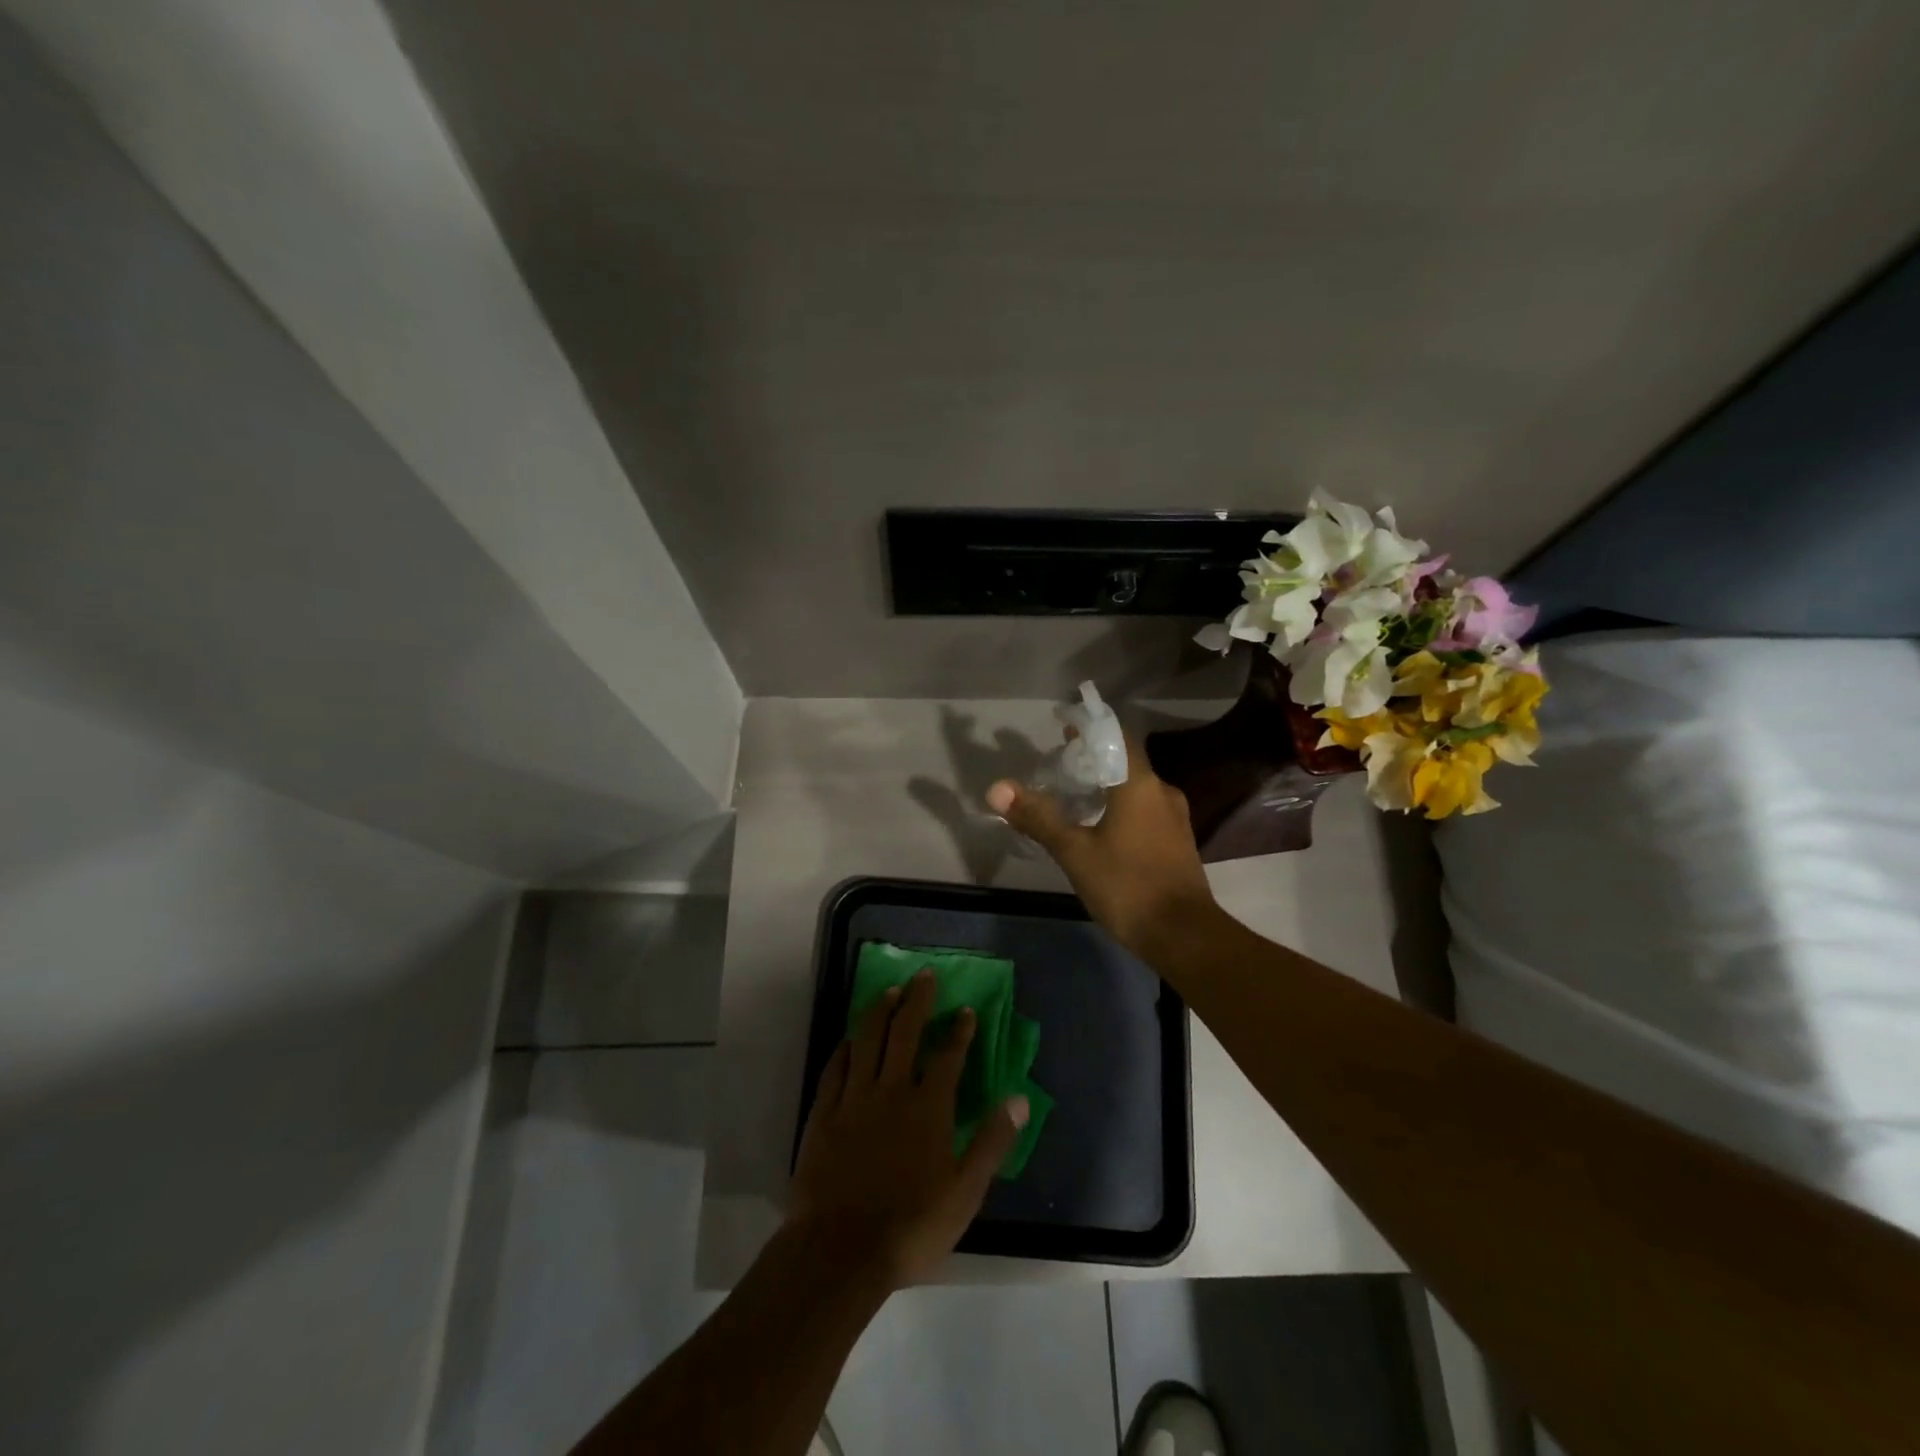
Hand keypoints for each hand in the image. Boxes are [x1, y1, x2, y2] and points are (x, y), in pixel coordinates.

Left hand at [788, 970, 1028, 1289]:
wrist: (839, 1251)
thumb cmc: (910, 1226)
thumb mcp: (965, 1192)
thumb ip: (992, 1142)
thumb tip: (1020, 1099)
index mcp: (928, 1108)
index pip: (948, 1057)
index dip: (959, 1031)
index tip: (965, 1009)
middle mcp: (891, 1091)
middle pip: (905, 1032)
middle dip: (918, 1000)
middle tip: (925, 975)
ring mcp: (854, 1099)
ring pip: (867, 1040)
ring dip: (880, 1011)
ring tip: (890, 991)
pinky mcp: (824, 1113)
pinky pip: (835, 1068)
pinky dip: (845, 1047)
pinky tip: (850, 1037)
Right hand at [986, 731, 1217, 958]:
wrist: (1184, 936)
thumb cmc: (1127, 886)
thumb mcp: (1075, 852)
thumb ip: (1038, 817)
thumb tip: (997, 789)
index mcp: (1139, 784)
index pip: (1116, 736)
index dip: (1089, 728)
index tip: (1063, 727)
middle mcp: (1162, 792)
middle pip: (1125, 761)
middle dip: (1093, 758)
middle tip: (1059, 764)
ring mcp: (1174, 818)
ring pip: (1136, 788)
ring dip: (1107, 785)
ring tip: (1074, 795)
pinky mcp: (1177, 842)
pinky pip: (1145, 810)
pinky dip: (1121, 807)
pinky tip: (1100, 827)